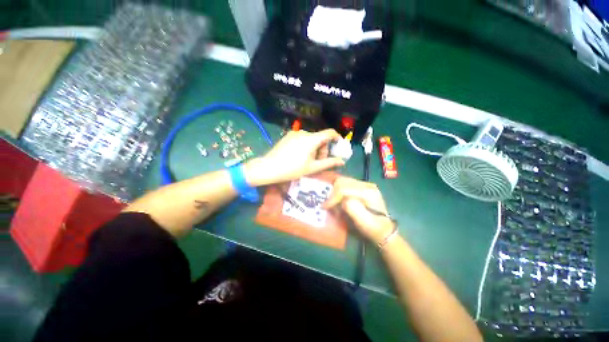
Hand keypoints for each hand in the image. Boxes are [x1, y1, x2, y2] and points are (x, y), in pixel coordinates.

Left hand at [245, 129, 344, 185]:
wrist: (269, 167)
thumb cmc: (292, 169)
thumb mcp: (312, 168)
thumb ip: (329, 163)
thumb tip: (342, 162)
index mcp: (311, 139)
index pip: (330, 133)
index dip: (337, 138)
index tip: (338, 147)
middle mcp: (304, 132)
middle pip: (320, 138)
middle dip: (323, 149)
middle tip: (319, 162)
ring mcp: (295, 133)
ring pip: (311, 139)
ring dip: (315, 148)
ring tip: (308, 161)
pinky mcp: (288, 136)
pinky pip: (303, 139)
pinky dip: (306, 146)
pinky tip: (300, 156)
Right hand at [323, 177, 395, 244]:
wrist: (384, 231)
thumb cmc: (373, 228)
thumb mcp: (362, 221)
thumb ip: (351, 207)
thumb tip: (341, 200)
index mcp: (368, 192)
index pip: (344, 188)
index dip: (333, 197)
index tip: (325, 207)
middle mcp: (367, 185)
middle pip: (343, 182)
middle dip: (333, 192)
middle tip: (329, 204)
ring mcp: (365, 185)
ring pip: (343, 182)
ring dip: (335, 192)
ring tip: (333, 202)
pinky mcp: (362, 188)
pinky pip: (346, 185)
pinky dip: (339, 191)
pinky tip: (339, 200)